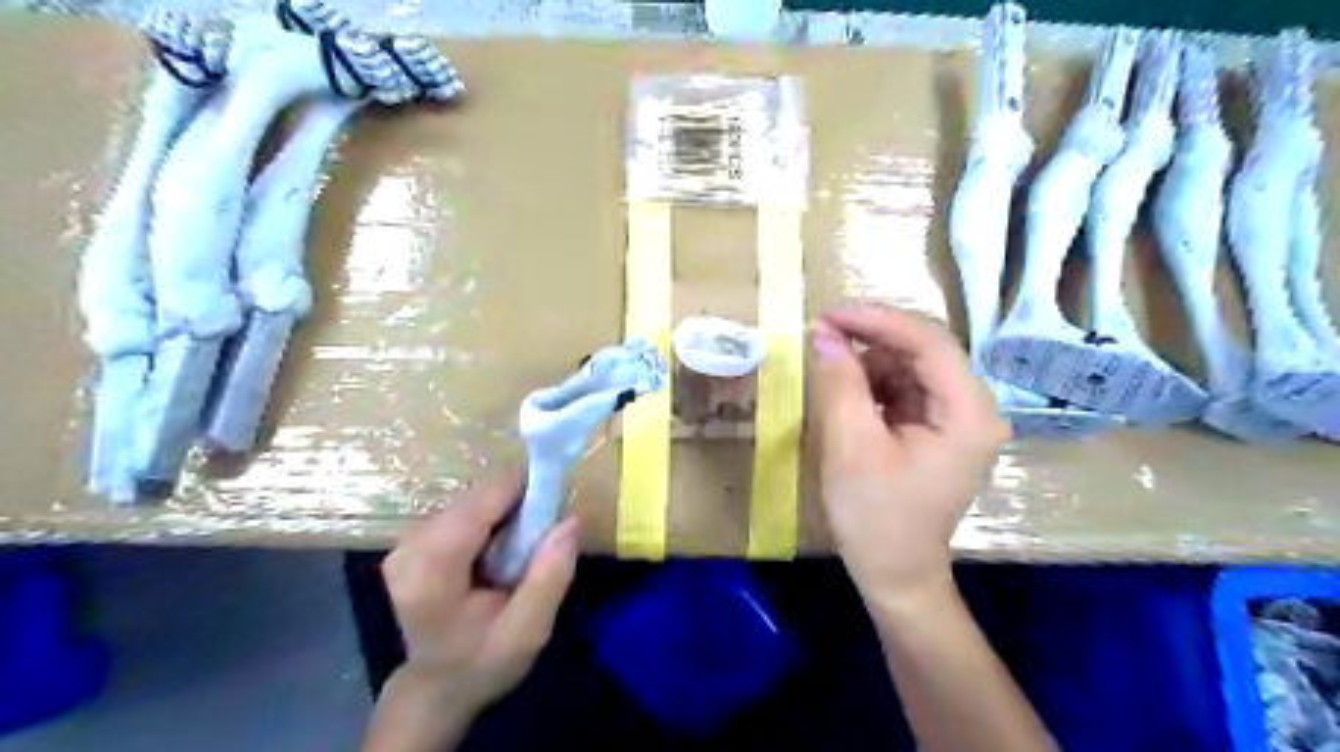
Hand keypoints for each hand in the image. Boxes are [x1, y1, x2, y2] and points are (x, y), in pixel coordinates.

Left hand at [381, 473, 582, 718]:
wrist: (436, 687)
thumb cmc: (483, 662)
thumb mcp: (528, 630)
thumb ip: (550, 576)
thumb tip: (572, 519)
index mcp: (432, 569)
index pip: (481, 502)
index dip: (523, 487)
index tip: (559, 494)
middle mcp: (411, 545)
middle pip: (478, 496)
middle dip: (518, 503)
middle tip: (546, 532)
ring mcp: (407, 539)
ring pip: (473, 499)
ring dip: (507, 510)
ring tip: (526, 544)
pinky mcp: (414, 538)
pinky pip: (465, 509)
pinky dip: (492, 518)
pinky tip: (501, 547)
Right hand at [804, 308, 1003, 607]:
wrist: (894, 573)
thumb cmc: (874, 516)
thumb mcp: (850, 445)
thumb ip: (839, 382)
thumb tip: (824, 333)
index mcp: (967, 413)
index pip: (929, 342)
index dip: (877, 321)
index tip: (829, 316)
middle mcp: (974, 408)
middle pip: (923, 350)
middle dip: (870, 342)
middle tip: (821, 339)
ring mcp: (958, 418)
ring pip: (911, 366)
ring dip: (869, 364)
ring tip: (831, 381)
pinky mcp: (939, 428)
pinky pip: (906, 388)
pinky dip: (874, 385)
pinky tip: (849, 401)